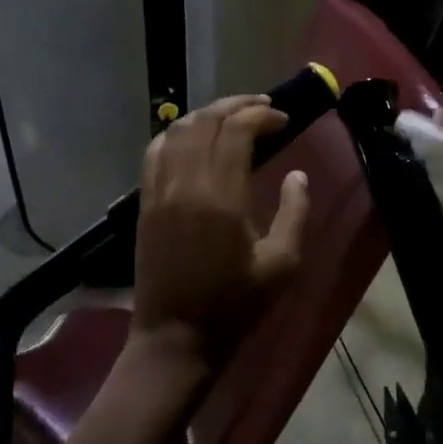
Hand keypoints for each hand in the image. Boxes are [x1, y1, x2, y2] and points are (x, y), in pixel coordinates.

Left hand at [132, 95, 309, 369]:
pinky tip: (193, 138)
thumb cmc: (234, 305)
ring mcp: (159, 191)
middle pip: (206, 121)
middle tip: (262, 107)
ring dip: (206, 115)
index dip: (261, 116)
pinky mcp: (145, 202)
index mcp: (221, 197)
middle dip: (236, 105)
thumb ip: (295, 214)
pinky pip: (155, 151)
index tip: (283, 120)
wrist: (176, 338)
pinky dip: (176, 134)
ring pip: (177, 131)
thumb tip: (297, 175)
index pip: (237, 132)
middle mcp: (186, 184)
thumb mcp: (282, 265)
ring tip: (231, 116)